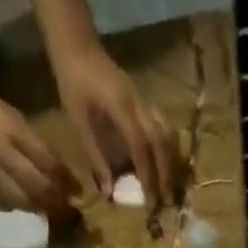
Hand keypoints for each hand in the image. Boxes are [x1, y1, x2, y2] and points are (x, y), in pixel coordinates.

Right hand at [0, 72, 77, 212]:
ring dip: (37, 208)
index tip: (78, 192)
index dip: (66, 180)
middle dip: (56, 201)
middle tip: (67, 209)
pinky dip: (15, 207)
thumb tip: (58, 170)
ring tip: (46, 208)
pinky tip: (20, 204)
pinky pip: (0, 204)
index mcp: (11, 130)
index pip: (47, 162)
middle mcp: (0, 153)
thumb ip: (31, 142)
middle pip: (37, 187)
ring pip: (21, 201)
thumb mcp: (8, 114)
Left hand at [50, 43, 180, 204]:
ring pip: (169, 135)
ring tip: (172, 187)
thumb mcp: (79, 122)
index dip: (147, 173)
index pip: (140, 144)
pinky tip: (168, 166)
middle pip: (162, 141)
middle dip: (166, 173)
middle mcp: (139, 104)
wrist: (79, 47)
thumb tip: (109, 193)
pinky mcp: (147, 103)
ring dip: (173, 163)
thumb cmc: (73, 84)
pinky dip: (171, 150)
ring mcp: (146, 101)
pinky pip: (166, 128)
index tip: (150, 200)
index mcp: (120, 106)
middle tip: (166, 200)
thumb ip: (96, 157)